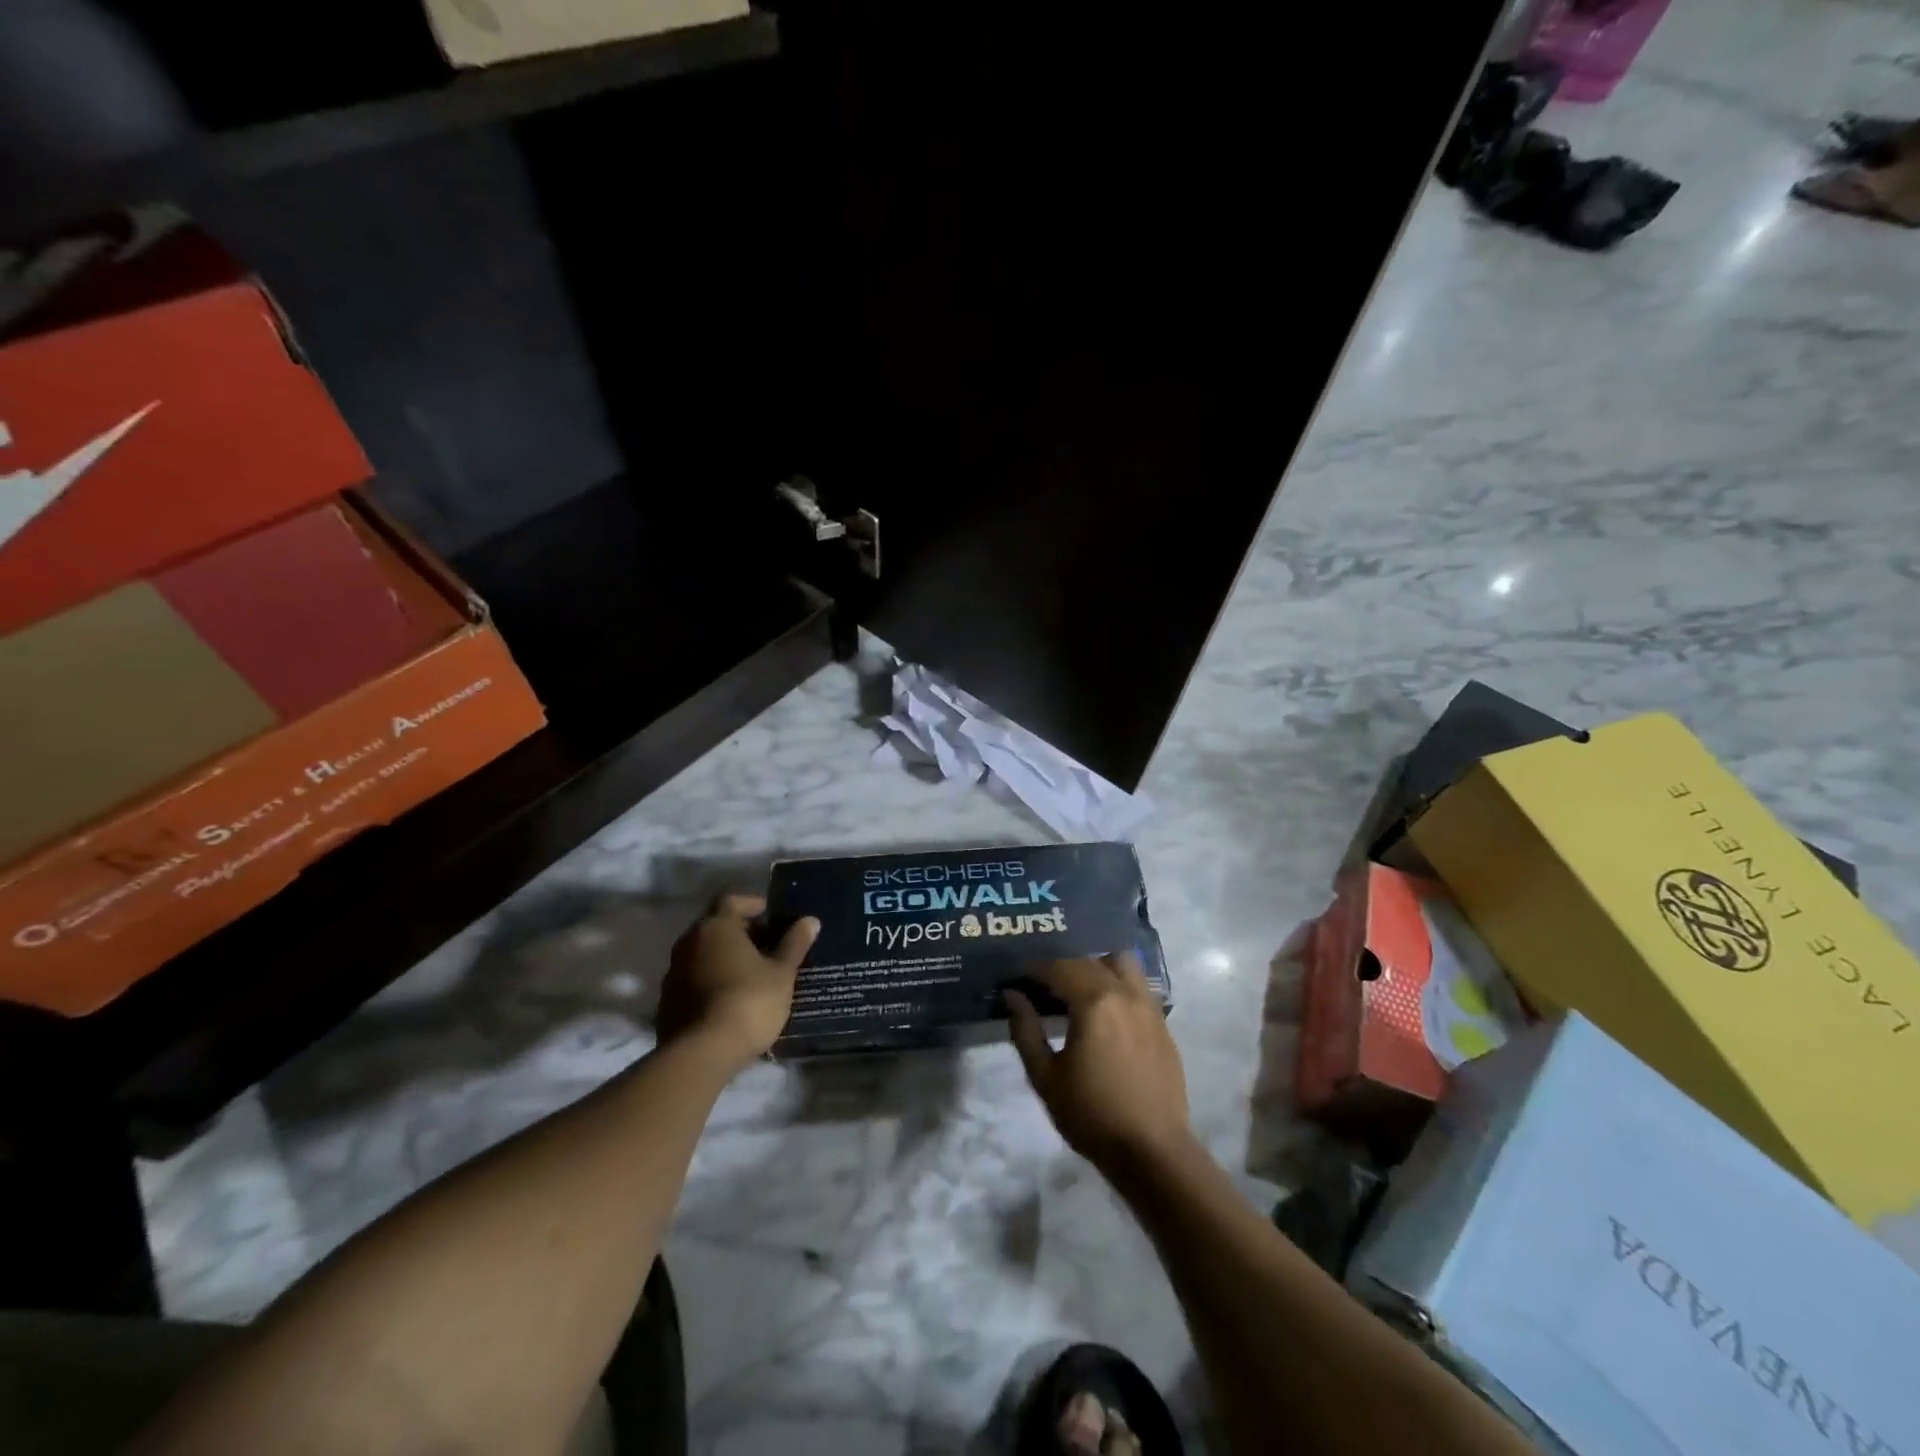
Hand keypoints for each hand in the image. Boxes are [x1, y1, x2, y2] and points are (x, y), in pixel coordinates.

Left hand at [656, 895, 818, 1074]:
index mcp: (716, 927)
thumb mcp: (781, 973)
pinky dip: (711, 981)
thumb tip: (810, 920)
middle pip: (716, 926)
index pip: (732, 900)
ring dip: (724, 957)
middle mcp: (688, 942)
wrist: (701, 1054)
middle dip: (741, 932)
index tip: (772, 917)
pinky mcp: (666, 1002)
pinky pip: (693, 979)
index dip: (753, 904)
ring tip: (752, 975)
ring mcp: (673, 973)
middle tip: (768, 947)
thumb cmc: (748, 1001)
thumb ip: (794, 944)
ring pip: (703, 954)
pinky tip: (731, 999)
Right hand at [1005, 953, 1192, 1174]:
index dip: (1036, 967)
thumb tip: (1012, 995)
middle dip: (1063, 965)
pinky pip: (1138, 986)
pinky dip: (1118, 984)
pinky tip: (1106, 1010)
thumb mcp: (1045, 1077)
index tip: (1019, 975)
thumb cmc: (1092, 1115)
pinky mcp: (1163, 1024)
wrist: (1153, 1151)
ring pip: (1122, 963)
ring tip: (1079, 988)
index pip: (1060, 966)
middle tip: (1043, 984)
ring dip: (1097, 965)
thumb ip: (1025, 1030)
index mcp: (1095, 1002)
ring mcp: (1149, 1006)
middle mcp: (1125, 993)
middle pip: (1090, 960)